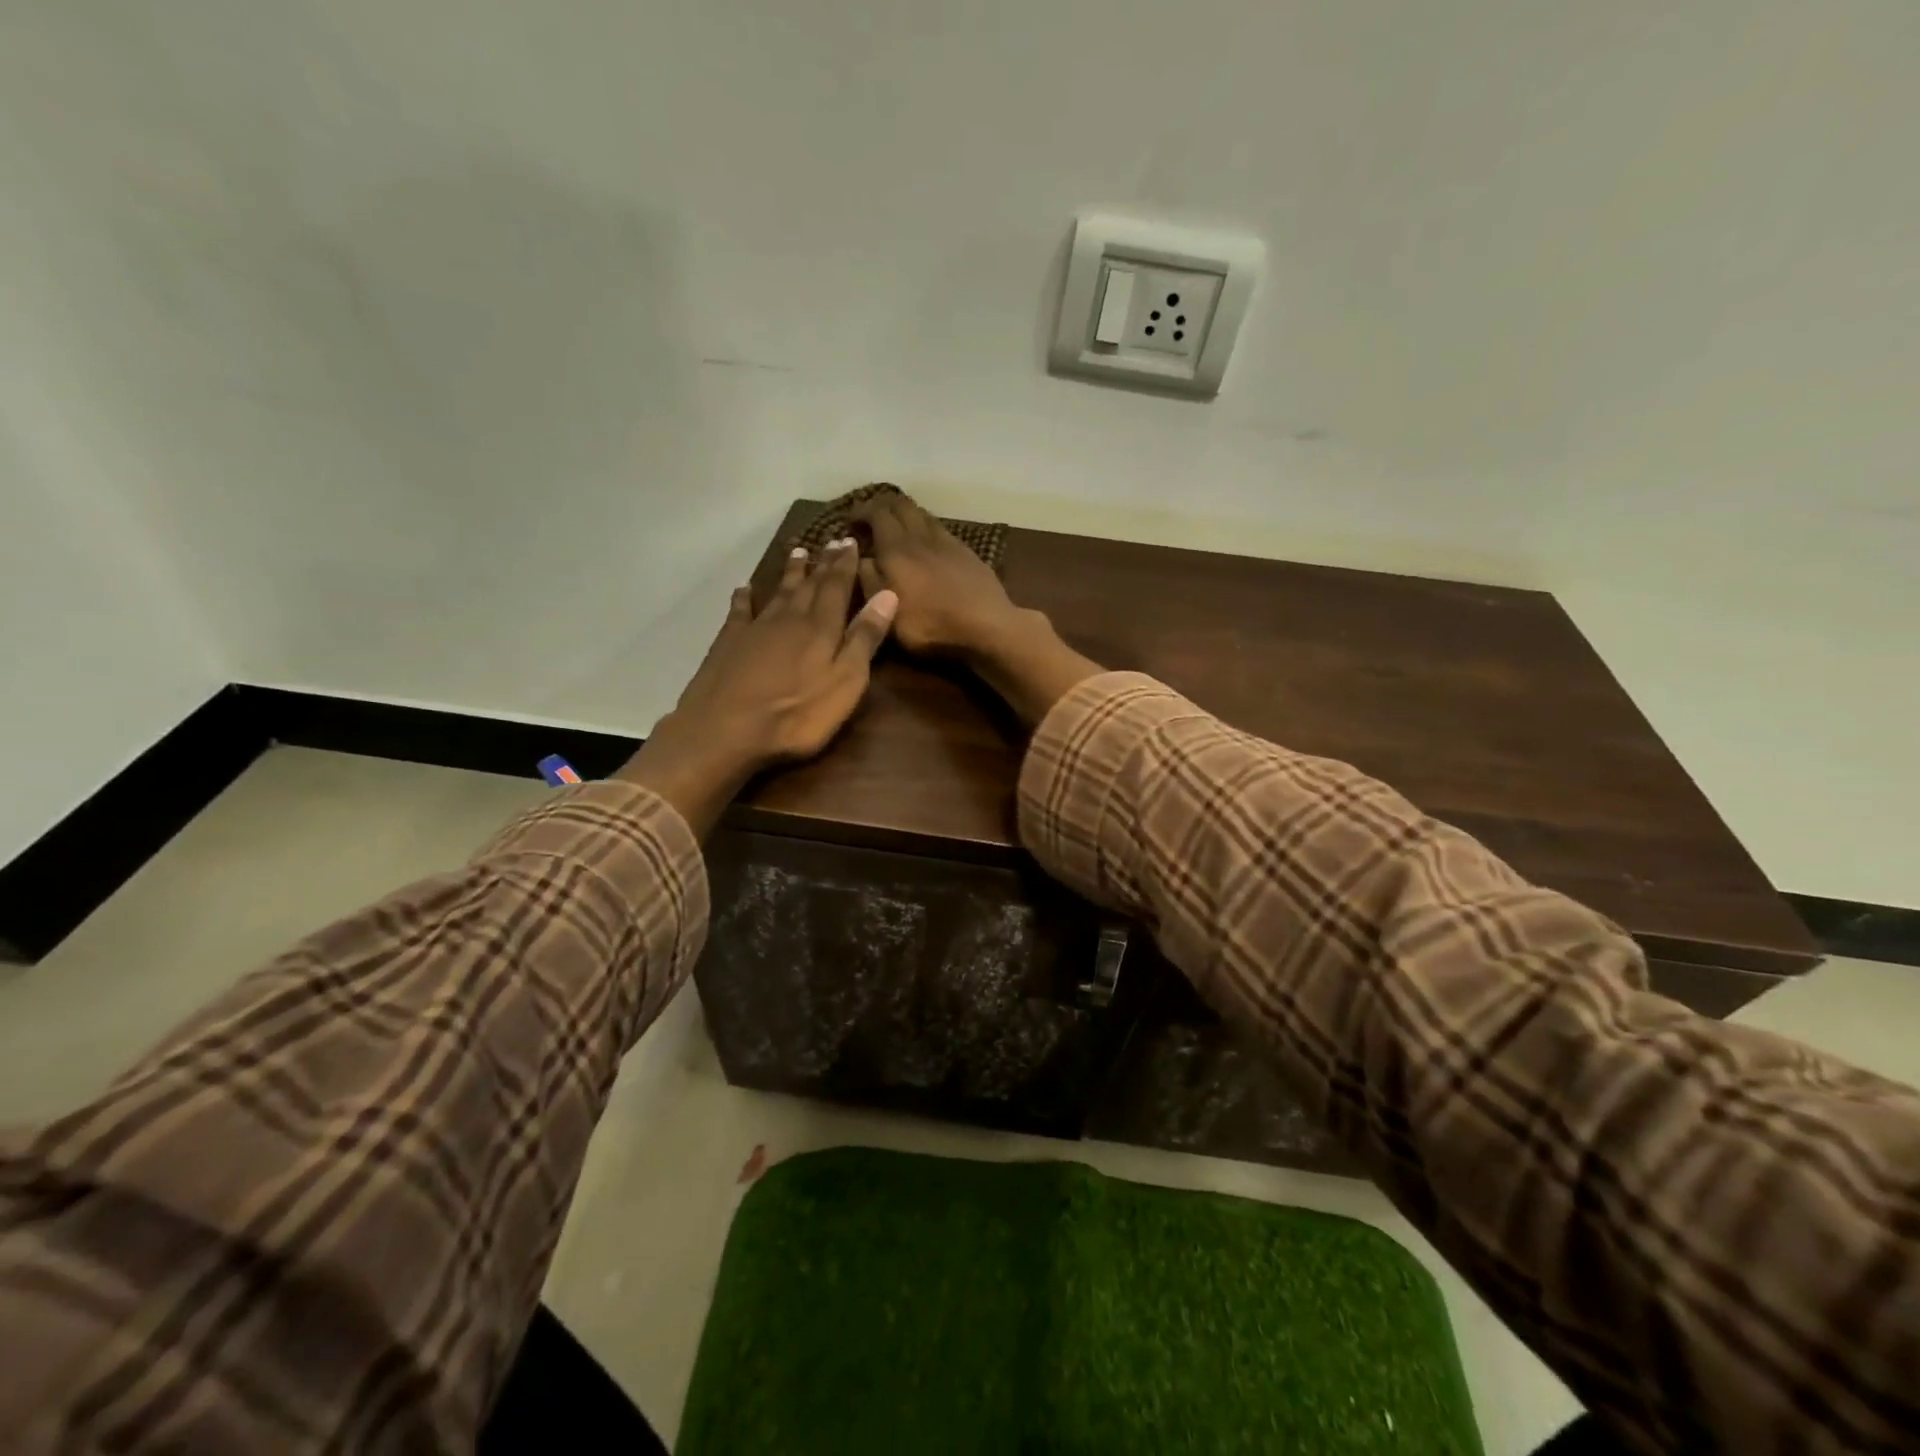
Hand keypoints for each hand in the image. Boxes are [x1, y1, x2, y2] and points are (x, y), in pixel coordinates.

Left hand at [616, 539, 896, 833]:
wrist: (725, 731)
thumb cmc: (797, 715)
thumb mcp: (845, 682)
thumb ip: (865, 639)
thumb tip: (888, 594)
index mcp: (821, 628)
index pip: (837, 587)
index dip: (845, 565)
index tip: (850, 541)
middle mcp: (789, 618)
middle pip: (809, 585)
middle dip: (821, 563)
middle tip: (829, 540)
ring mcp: (755, 629)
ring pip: (778, 592)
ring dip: (790, 573)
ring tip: (797, 552)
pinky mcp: (728, 643)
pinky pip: (739, 611)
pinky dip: (744, 598)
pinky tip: (745, 589)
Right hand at [850, 492, 1022, 657]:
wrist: (986, 625)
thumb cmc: (930, 625)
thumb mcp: (888, 612)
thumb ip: (869, 580)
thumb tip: (860, 556)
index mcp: (896, 549)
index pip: (876, 513)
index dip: (861, 510)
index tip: (850, 520)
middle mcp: (920, 536)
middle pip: (901, 504)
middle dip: (882, 505)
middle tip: (871, 518)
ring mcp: (947, 541)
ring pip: (922, 513)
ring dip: (906, 514)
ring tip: (897, 528)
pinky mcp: (967, 552)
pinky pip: (940, 528)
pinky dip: (926, 527)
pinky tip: (927, 543)